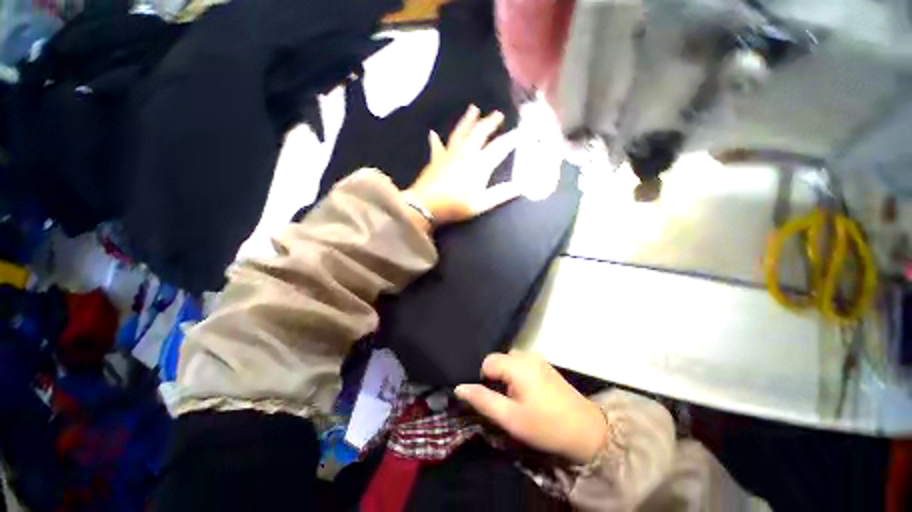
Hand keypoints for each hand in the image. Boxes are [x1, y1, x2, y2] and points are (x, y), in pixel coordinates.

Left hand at [403, 105, 519, 226]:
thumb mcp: (482, 203)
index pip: (499, 147)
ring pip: (460, 132)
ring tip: (473, 108)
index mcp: (480, 164)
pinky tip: (433, 133)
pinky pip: (437, 146)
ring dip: (467, 120)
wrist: (427, 205)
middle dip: (490, 122)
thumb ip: (501, 194)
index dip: (511, 139)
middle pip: (480, 133)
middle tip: (498, 114)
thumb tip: (520, 187)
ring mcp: (449, 153)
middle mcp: (466, 153)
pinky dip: (435, 140)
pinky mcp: (436, 159)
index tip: (521, 131)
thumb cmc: (456, 205)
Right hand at [455, 351, 608, 464]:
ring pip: (510, 361)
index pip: (487, 362)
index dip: (485, 380)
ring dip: (507, 376)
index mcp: (517, 365)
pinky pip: (522, 363)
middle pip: (499, 359)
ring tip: (515, 398)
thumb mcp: (510, 418)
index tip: (494, 400)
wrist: (586, 431)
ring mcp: (538, 358)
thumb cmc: (545, 426)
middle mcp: (527, 355)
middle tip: (505, 401)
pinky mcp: (545, 365)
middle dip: (496, 378)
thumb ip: (483, 401)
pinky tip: (527, 393)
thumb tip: (459, 388)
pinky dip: (518, 374)